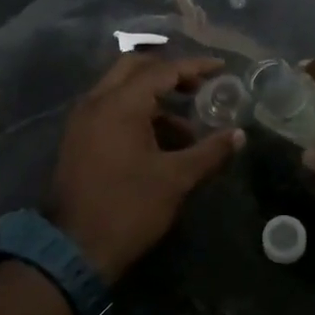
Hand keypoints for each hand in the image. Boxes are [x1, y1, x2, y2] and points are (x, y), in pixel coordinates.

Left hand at [47, 54, 243, 283]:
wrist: (75, 247)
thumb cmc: (129, 208)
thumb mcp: (176, 179)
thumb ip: (209, 152)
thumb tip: (239, 135)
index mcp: (119, 104)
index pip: (162, 71)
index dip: (194, 67)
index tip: (220, 68)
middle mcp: (96, 102)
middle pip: (134, 69)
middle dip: (168, 73)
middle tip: (198, 88)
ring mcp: (82, 120)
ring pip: (120, 90)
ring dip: (153, 99)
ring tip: (187, 129)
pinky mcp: (78, 140)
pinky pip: (109, 111)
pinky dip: (136, 115)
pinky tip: (161, 143)